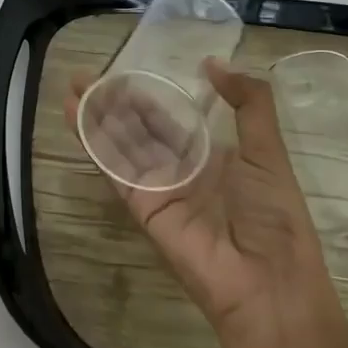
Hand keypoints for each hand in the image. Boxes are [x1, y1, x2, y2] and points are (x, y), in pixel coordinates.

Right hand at [67, 60, 337, 347]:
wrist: (268, 285)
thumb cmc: (274, 216)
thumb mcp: (269, 152)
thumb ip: (249, 103)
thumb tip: (214, 62)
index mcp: (212, 157)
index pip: (171, 118)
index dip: (147, 95)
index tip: (126, 71)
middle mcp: (180, 170)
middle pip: (139, 129)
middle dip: (113, 102)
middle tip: (86, 75)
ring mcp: (158, 188)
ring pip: (121, 144)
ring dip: (96, 117)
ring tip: (74, 88)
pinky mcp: (140, 206)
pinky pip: (114, 169)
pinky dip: (94, 143)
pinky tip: (76, 117)